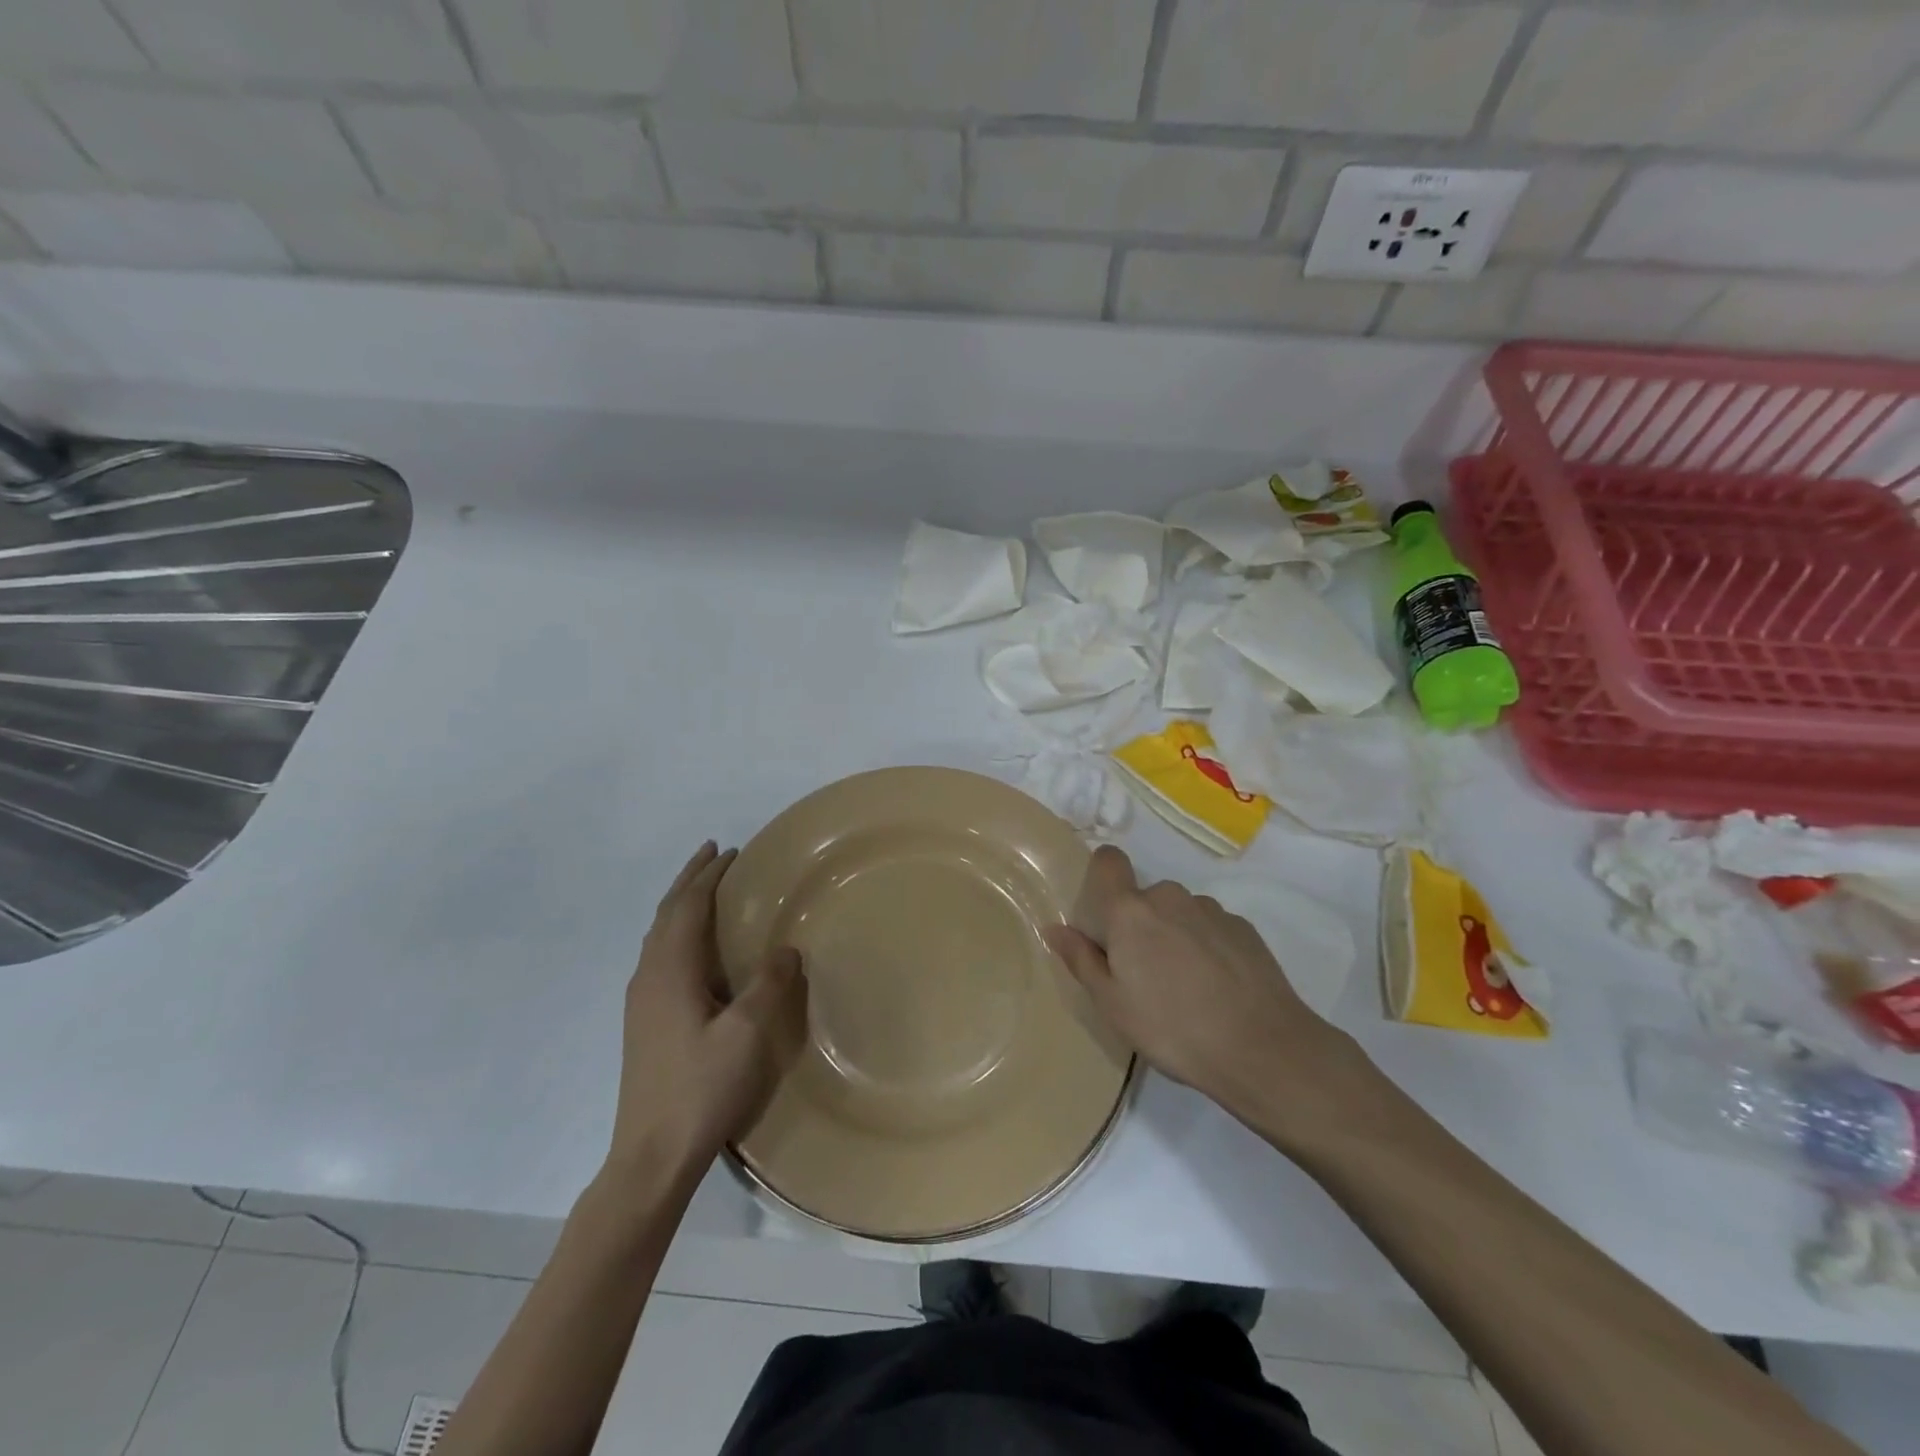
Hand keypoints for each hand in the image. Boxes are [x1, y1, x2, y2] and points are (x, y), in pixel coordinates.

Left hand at [609, 842, 808, 1171]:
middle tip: (713, 854)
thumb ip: (768, 985)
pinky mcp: (643, 1023)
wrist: (651, 1156)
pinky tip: (693, 950)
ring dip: (681, 904)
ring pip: (659, 935)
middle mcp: (648, 977)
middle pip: (666, 913)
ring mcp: (641, 1002)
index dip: (708, 876)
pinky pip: (659, 956)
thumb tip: (786, 948)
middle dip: (689, 880)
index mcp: (669, 971)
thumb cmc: (701, 1088)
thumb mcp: (747, 1034)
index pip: (687, 906)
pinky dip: (677, 932)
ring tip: (703, 891)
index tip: (730, 851)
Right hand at [1044, 845, 1372, 1146]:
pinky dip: (1207, 948)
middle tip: (1144, 974)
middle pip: (1144, 898)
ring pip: (1179, 914)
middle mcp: (1170, 898)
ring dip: (1175, 936)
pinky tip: (1217, 989)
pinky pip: (1211, 928)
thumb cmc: (1172, 1028)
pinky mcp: (1244, 928)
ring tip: (1186, 988)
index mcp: (1130, 912)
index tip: (1103, 911)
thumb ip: (1081, 960)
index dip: (1102, 874)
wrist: (1263, 1049)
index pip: (1109, 861)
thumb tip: (1055, 928)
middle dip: (1140, 925)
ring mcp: (1212, 910)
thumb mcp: (1112, 1004)